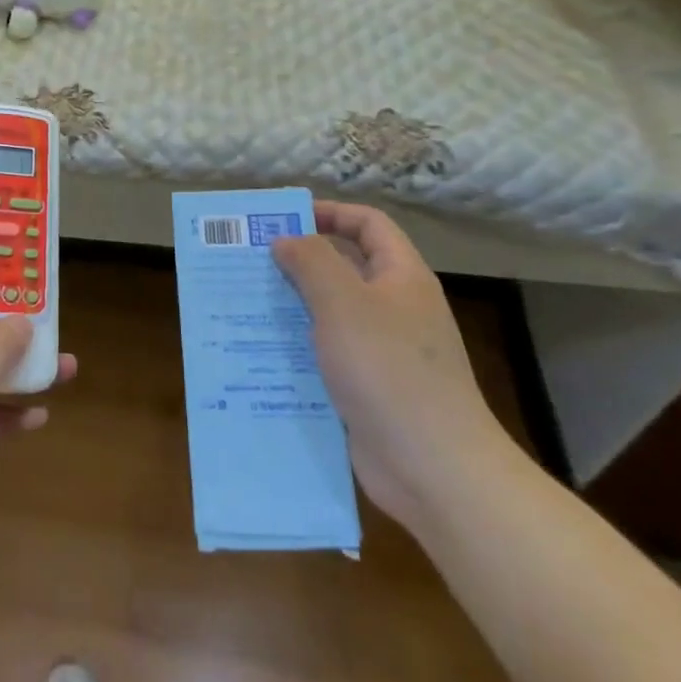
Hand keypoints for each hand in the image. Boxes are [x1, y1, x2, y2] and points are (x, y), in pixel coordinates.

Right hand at [272, 203, 504, 533]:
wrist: (434, 468)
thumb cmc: (388, 370)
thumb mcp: (343, 302)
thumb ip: (311, 261)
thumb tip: (287, 240)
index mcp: (401, 277)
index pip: (368, 224)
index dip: (330, 213)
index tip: (283, 220)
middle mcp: (396, 308)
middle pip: (346, 267)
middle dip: (299, 261)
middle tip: (250, 262)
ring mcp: (384, 351)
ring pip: (331, 314)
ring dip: (292, 306)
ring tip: (245, 304)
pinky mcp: (369, 388)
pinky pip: (328, 354)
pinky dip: (298, 348)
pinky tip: (263, 353)